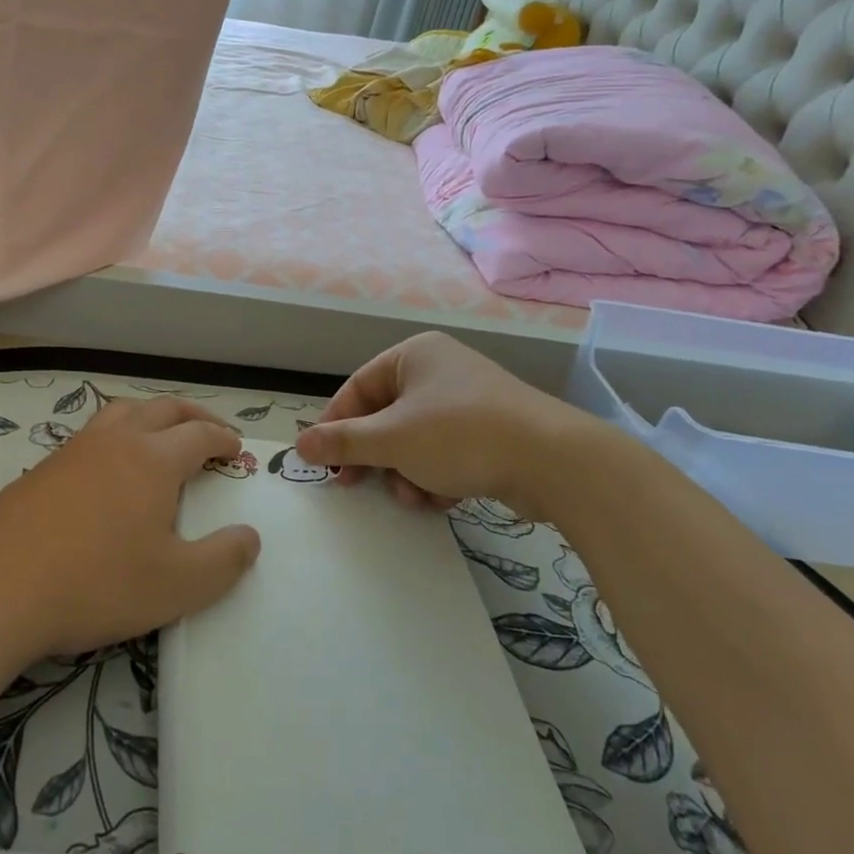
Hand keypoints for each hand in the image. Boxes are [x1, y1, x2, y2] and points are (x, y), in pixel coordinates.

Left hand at [0, 395, 261, 657]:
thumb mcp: (176, 585)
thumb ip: (223, 561)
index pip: (199, 434)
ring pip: (121, 412)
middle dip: (193, 414)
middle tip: (210, 429)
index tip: (235, 449)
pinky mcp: (42, 468)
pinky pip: (91, 434)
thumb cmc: (96, 583)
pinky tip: (108, 467)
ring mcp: (74, 450)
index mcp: (153, 459)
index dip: (223, 438)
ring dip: (151, 415)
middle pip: (163, 408)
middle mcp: (115, 441)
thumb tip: (249, 537)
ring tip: (161, 435)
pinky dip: (116, 434)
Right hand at [295, 332, 627, 515]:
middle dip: (376, 457)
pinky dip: (436, 476)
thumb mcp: (391, 439)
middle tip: (358, 486)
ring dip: (405, 472)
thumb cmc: (460, 435)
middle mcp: (440, 371)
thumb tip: (300, 445)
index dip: (336, 425)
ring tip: (413, 495)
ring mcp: (469, 401)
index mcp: (414, 355)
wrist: (554, 461)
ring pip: (414, 440)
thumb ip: (342, 442)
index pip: (358, 388)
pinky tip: (441, 498)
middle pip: (386, 416)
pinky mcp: (491, 432)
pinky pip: (445, 453)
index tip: (324, 462)